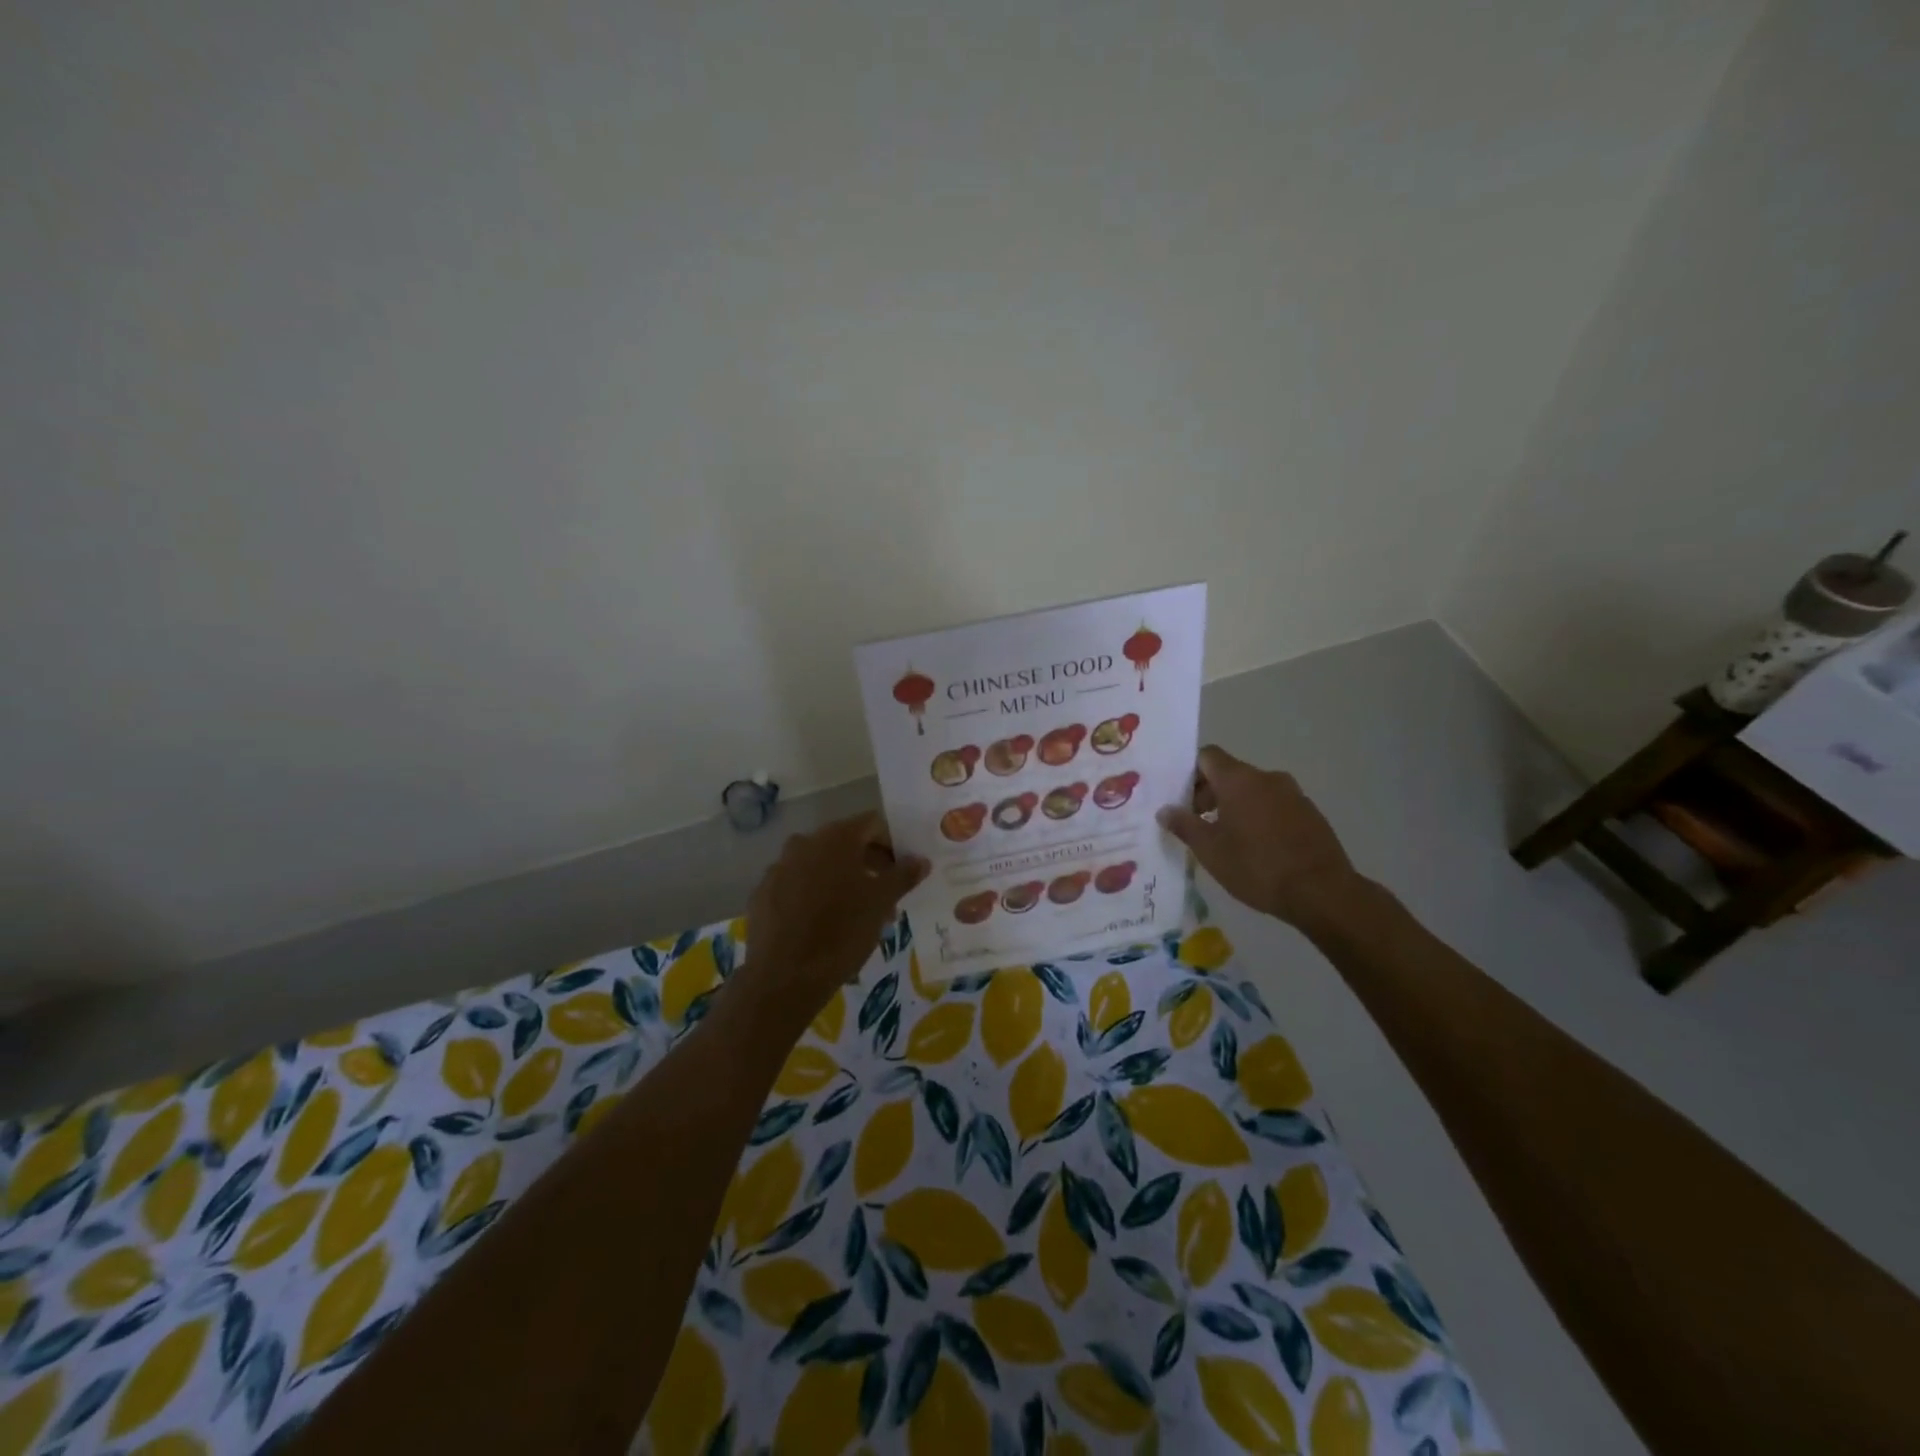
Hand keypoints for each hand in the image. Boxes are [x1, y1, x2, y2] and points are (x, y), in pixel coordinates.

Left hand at [734, 813, 928, 1028]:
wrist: (784, 977)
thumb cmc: (842, 932)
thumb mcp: (881, 903)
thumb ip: (903, 875)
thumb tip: (921, 859)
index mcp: (835, 838)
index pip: (872, 824)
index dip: (892, 844)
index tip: (901, 871)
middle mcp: (804, 843)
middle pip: (845, 844)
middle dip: (868, 866)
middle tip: (885, 898)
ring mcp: (778, 867)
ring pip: (820, 866)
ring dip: (842, 882)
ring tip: (856, 916)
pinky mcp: (762, 893)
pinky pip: (796, 886)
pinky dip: (813, 897)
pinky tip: (822, 926)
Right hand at [1158, 745, 1358, 925]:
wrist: (1322, 891)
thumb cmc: (1257, 866)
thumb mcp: (1210, 850)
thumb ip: (1184, 825)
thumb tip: (1165, 810)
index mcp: (1239, 780)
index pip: (1207, 756)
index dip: (1189, 772)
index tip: (1179, 798)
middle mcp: (1267, 778)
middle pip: (1229, 773)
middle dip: (1209, 793)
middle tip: (1196, 824)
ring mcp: (1293, 794)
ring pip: (1253, 790)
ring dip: (1234, 806)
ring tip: (1226, 839)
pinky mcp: (1310, 813)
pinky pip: (1274, 805)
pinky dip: (1259, 816)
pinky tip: (1256, 847)